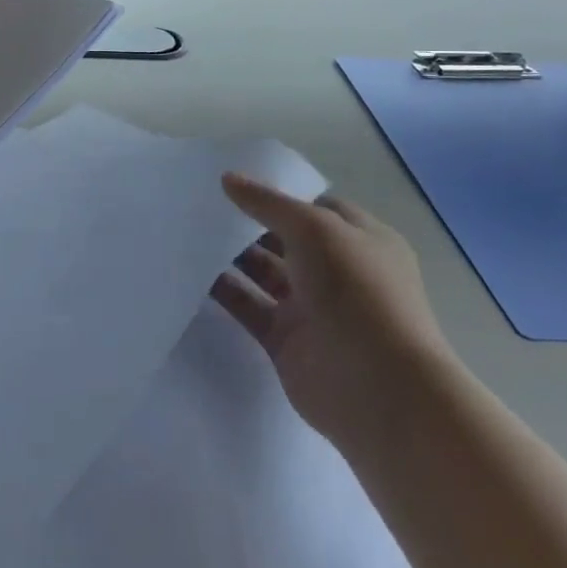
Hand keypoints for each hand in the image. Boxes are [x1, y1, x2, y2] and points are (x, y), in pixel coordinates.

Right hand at [212, 173, 451, 438]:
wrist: (378, 389)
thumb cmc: (357, 292)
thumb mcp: (315, 228)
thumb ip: (268, 203)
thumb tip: (227, 179)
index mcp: (360, 240)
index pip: (316, 208)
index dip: (280, 194)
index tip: (235, 182)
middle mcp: (337, 272)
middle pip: (285, 239)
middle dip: (249, 223)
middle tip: (201, 204)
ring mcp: (311, 308)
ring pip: (264, 273)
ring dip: (232, 256)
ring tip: (188, 232)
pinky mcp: (285, 341)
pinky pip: (249, 308)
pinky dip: (224, 292)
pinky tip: (191, 272)